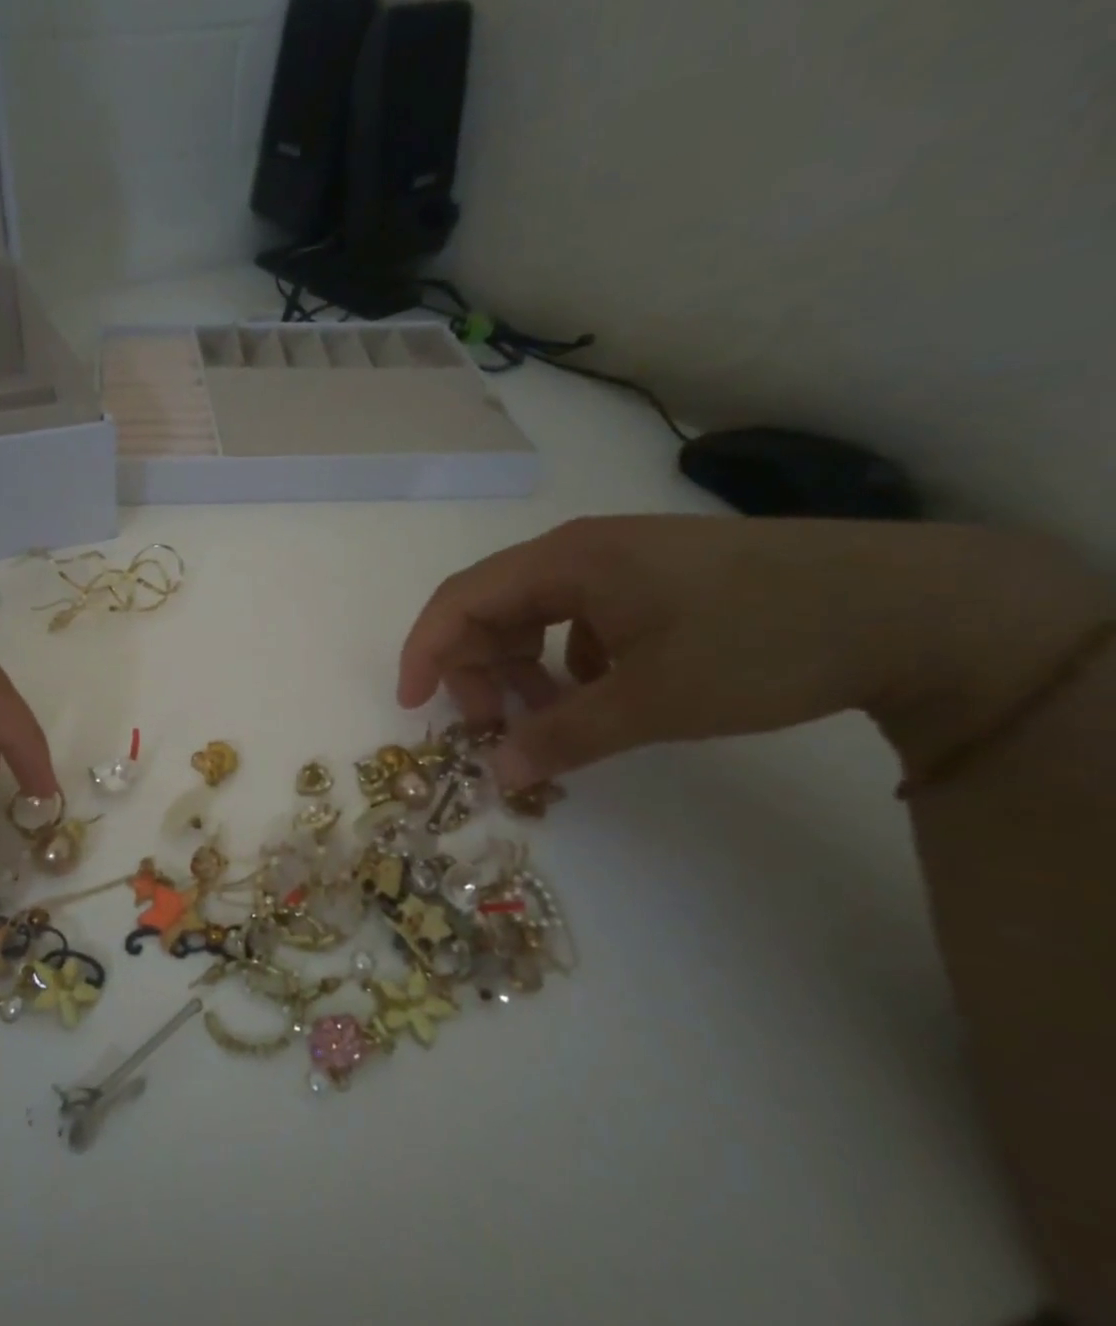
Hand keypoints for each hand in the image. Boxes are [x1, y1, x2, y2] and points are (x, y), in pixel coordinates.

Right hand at [398, 515, 1105, 787]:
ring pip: (532, 613)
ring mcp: (618, 561)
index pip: (459, 599)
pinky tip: (599, 691)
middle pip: (490, 606)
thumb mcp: (653, 701)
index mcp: (565, 562)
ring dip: (520, 667)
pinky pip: (575, 617)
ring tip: (545, 716)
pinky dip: (564, 660)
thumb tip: (495, 774)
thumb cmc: (761, 643)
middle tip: (493, 728)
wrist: (911, 605)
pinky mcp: (651, 578)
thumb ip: (562, 737)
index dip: (425, 652)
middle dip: (476, 668)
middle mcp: (579, 551)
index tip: (414, 707)